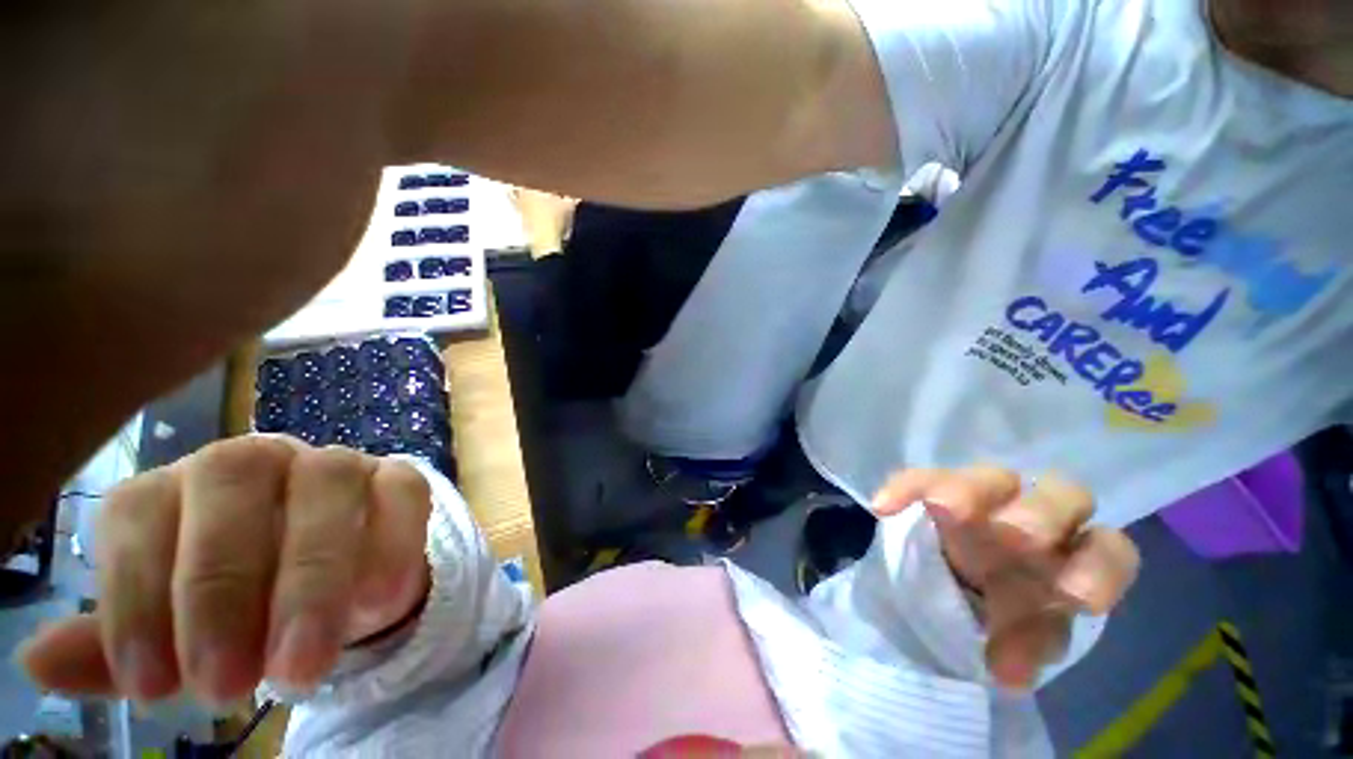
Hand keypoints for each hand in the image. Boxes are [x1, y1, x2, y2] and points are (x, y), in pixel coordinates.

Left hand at [18, 436, 432, 704]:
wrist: (340, 578)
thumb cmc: (244, 607)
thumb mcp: (175, 631)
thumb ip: (118, 643)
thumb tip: (36, 661)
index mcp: (182, 488)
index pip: (139, 513)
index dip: (135, 598)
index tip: (152, 688)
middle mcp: (257, 460)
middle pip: (231, 487)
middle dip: (222, 588)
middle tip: (226, 686)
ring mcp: (336, 464)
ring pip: (323, 488)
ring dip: (309, 578)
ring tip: (301, 666)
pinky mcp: (399, 479)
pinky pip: (399, 497)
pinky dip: (388, 545)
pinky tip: (377, 602)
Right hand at [872, 467, 1139, 689]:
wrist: (956, 574)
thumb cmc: (1005, 604)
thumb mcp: (1023, 631)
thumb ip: (1026, 647)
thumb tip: (1010, 673)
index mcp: (1072, 556)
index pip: (1108, 549)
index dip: (1100, 568)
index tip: (1075, 597)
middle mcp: (1039, 518)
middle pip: (1063, 494)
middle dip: (1042, 514)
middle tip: (1014, 536)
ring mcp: (987, 498)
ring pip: (992, 478)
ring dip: (970, 491)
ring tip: (945, 509)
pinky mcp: (937, 487)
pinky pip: (921, 478)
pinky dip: (906, 488)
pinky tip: (884, 506)